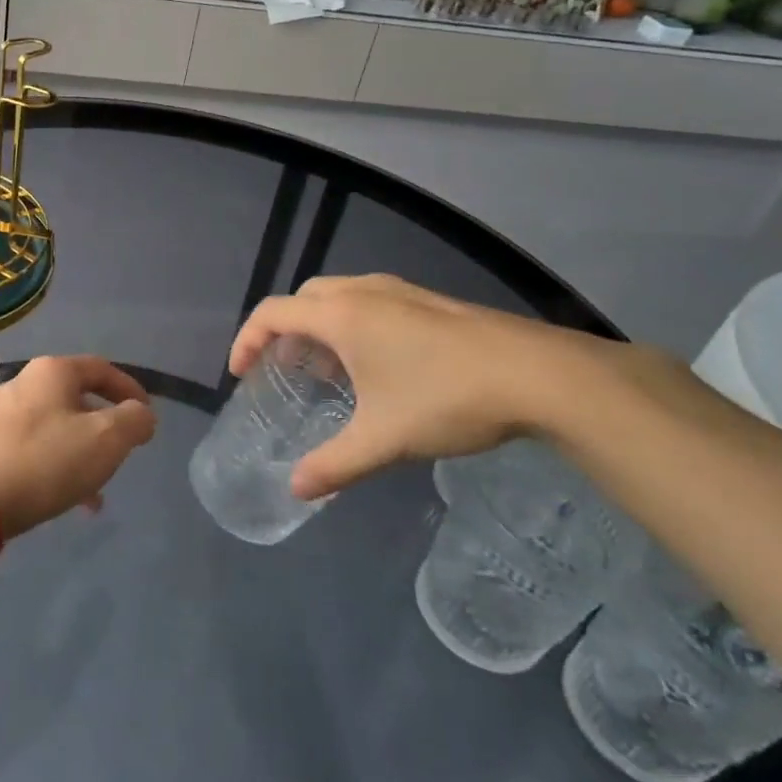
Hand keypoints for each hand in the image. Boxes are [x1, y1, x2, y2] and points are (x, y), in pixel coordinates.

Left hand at [0, 357, 156, 536]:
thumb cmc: (44, 461)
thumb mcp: (105, 440)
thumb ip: (134, 421)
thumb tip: (141, 414)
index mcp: (52, 372)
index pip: (101, 369)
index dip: (129, 390)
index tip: (148, 415)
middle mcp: (22, 384)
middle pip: (75, 398)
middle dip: (103, 427)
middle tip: (120, 453)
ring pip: (53, 428)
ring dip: (79, 453)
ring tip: (95, 492)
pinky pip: (30, 449)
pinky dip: (53, 466)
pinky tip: (62, 500)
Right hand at [228, 274, 616, 500]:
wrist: (540, 375)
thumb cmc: (447, 398)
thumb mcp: (384, 439)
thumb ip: (335, 464)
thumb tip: (297, 490)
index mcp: (342, 315)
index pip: (272, 313)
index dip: (247, 340)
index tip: (241, 374)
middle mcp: (365, 292)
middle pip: (304, 298)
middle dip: (283, 329)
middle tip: (284, 370)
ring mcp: (401, 291)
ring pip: (339, 295)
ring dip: (319, 325)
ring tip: (327, 370)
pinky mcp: (430, 301)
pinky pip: (370, 301)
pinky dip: (352, 324)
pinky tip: (377, 365)